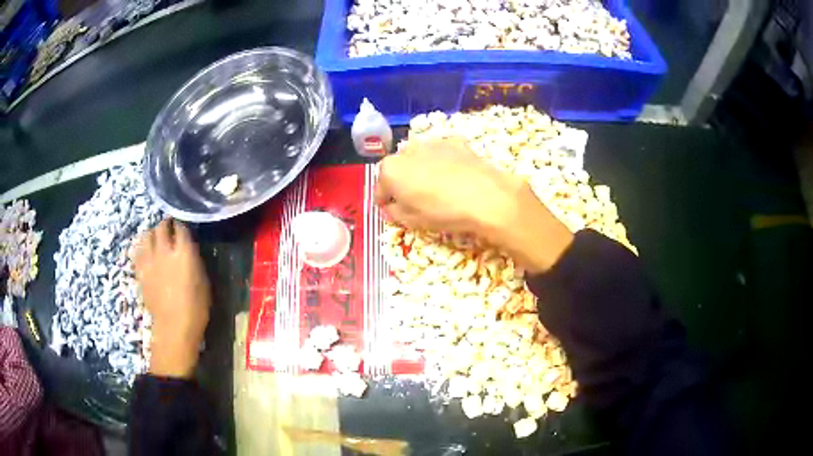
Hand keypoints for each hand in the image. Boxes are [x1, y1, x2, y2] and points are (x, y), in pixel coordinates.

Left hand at [133, 219, 210, 378]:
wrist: (174, 328)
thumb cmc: (196, 308)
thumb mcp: (203, 280)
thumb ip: (194, 259)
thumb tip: (189, 249)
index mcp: (184, 252)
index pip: (181, 227)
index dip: (182, 225)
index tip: (184, 228)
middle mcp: (164, 250)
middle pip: (162, 226)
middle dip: (166, 225)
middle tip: (170, 230)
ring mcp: (149, 260)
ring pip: (147, 235)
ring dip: (152, 234)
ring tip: (156, 239)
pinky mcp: (140, 271)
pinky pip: (138, 251)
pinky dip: (142, 248)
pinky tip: (146, 253)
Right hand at [376, 137, 525, 236]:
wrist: (485, 196)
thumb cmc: (442, 212)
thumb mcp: (411, 221)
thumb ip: (394, 212)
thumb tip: (392, 208)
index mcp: (391, 170)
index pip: (380, 189)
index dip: (385, 202)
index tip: (392, 211)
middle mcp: (407, 150)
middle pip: (399, 169)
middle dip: (402, 183)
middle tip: (415, 200)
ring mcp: (432, 143)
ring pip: (419, 158)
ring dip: (421, 170)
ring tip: (436, 188)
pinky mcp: (455, 141)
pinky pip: (441, 154)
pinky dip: (442, 163)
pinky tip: (454, 177)